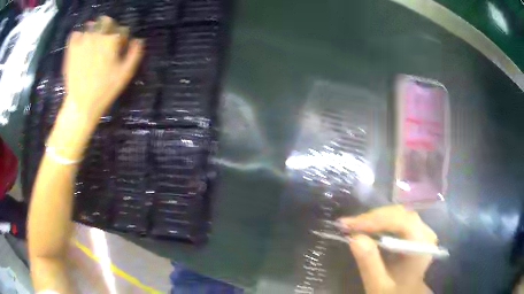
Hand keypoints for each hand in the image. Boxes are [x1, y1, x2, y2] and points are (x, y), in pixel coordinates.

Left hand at [47, 16, 143, 158]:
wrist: (81, 104)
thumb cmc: (105, 90)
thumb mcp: (125, 74)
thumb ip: (134, 53)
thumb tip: (138, 40)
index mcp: (112, 40)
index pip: (122, 29)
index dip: (123, 38)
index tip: (119, 49)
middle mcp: (97, 35)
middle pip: (106, 21)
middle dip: (109, 28)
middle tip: (106, 43)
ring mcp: (83, 41)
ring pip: (91, 25)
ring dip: (95, 30)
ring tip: (93, 43)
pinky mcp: (71, 49)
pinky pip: (76, 34)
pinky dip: (79, 36)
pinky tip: (81, 45)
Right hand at [339, 205, 436, 293]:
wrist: (405, 293)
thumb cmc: (393, 292)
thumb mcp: (378, 285)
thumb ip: (369, 263)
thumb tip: (354, 237)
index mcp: (422, 247)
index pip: (403, 223)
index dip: (377, 220)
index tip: (350, 225)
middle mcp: (425, 233)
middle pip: (400, 215)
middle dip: (373, 218)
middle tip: (347, 224)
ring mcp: (421, 230)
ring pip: (398, 214)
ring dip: (374, 218)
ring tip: (353, 225)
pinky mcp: (414, 231)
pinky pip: (397, 219)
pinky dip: (379, 221)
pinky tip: (366, 227)